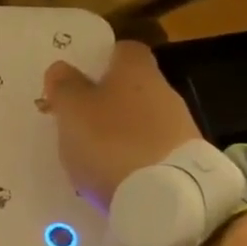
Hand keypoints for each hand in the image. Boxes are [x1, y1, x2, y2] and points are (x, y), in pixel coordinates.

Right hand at [44, 41, 201, 210]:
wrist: (163, 196)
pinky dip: (132, 159)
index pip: (121, 50)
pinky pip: (150, 152)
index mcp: (136, 70)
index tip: (77, 81)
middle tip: (77, 123)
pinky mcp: (185, 161)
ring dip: (119, 133)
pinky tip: (115, 179)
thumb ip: (64, 87)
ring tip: (92, 158)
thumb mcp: (73, 111)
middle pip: (131, 87)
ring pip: (140, 121)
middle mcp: (164, 90)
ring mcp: (179, 127)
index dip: (98, 61)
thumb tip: (62, 68)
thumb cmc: (110, 141)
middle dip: (106, 102)